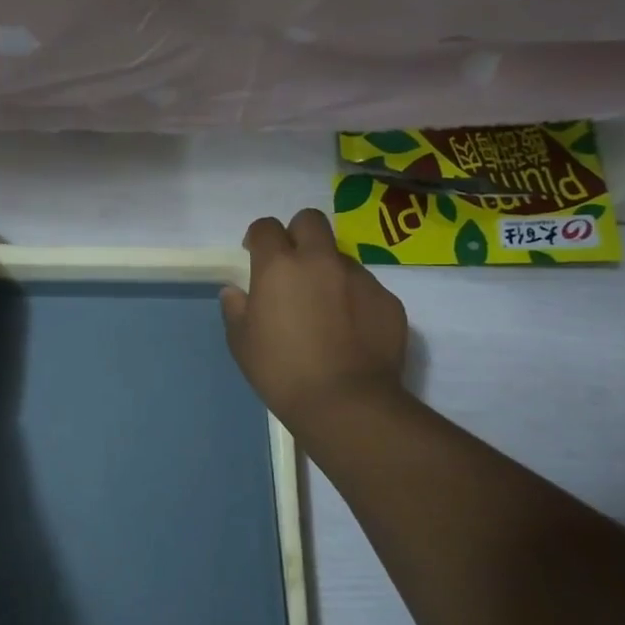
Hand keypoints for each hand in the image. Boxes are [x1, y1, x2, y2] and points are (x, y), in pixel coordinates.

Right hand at [221, 209, 409, 429]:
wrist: (347, 404)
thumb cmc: (282, 372)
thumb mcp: (242, 343)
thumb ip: (236, 309)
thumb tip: (235, 292)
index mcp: (280, 266)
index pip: (266, 227)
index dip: (259, 237)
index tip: (255, 255)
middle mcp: (321, 260)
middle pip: (310, 220)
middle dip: (299, 234)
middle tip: (293, 266)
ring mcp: (360, 278)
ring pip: (341, 256)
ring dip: (329, 271)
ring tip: (326, 309)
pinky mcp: (388, 300)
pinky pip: (367, 287)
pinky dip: (356, 300)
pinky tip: (352, 331)